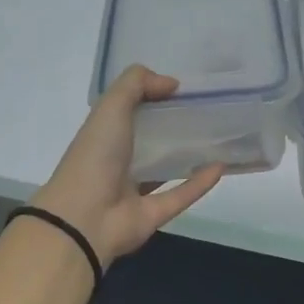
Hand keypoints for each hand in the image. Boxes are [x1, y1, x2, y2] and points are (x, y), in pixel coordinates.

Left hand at [32, 65, 223, 265]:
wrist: (83, 219)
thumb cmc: (94, 156)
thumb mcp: (110, 106)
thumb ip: (136, 84)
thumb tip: (171, 83)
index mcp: (104, 135)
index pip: (129, 110)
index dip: (152, 96)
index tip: (182, 88)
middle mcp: (118, 161)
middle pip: (149, 139)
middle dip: (174, 125)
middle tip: (208, 109)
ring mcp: (135, 190)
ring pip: (165, 169)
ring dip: (188, 155)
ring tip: (218, 137)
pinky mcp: (153, 214)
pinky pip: (181, 195)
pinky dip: (200, 183)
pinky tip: (221, 167)